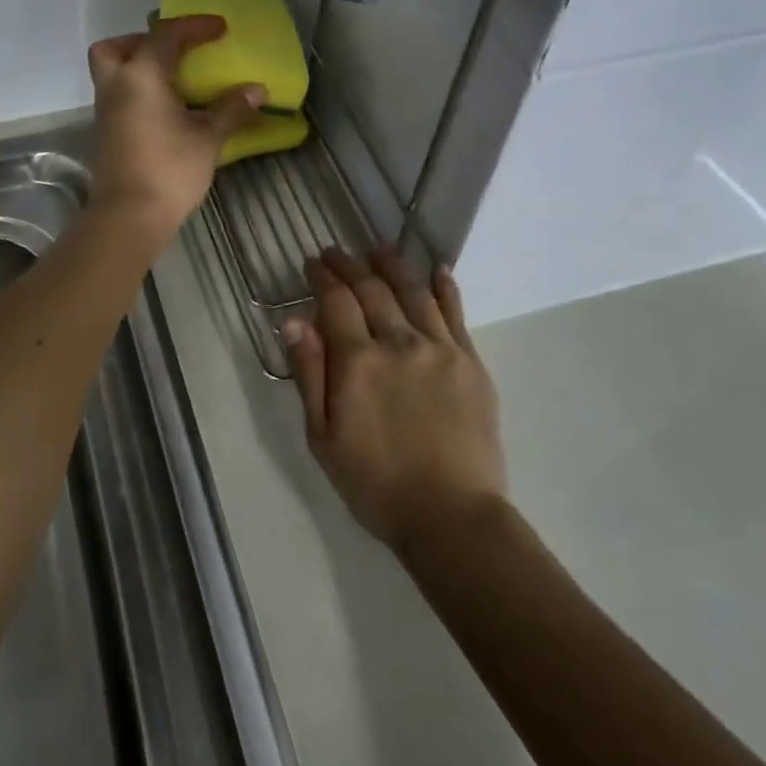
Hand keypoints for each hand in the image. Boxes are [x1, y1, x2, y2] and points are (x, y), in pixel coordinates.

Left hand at [87, 16, 265, 245]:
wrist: (129, 216)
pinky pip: (119, 96)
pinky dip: (139, 91)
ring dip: (139, 67)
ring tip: (176, 81)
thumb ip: (231, 109)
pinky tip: (167, 109)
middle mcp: (116, 86)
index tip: (221, 28)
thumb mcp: (208, 138)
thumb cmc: (170, 170)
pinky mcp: (107, 133)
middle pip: (115, 48)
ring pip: (113, 72)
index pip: (166, 35)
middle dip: (143, 41)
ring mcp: (106, 111)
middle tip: (174, 53)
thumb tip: (257, 90)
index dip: (195, 27)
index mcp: (141, 76)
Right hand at [285, 248, 504, 552]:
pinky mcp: (470, 362)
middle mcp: (398, 342)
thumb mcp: (322, 437)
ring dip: (392, 265)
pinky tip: (437, 270)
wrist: (451, 516)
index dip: (322, 277)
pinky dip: (444, 286)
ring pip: (413, 291)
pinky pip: (455, 313)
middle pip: (372, 289)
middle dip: (350, 265)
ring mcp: (440, 348)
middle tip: (336, 252)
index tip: (312, 263)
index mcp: (357, 361)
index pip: (336, 301)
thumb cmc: (375, 483)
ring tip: (378, 250)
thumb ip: (309, 374)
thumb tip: (294, 320)